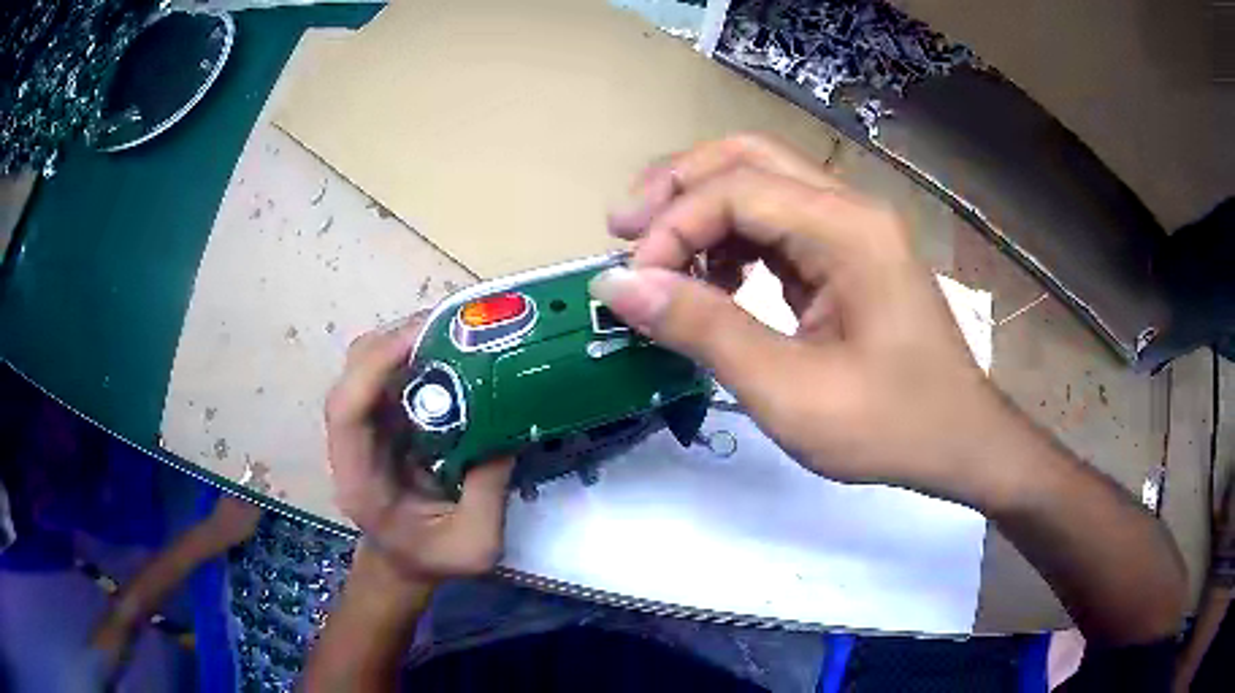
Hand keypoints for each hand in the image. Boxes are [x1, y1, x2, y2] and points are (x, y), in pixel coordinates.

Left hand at [325, 317, 514, 583]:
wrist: (404, 563)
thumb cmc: (432, 560)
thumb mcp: (475, 544)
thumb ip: (489, 492)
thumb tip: (510, 428)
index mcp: (359, 480)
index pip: (346, 411)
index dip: (373, 368)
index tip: (419, 340)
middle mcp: (353, 443)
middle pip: (353, 373)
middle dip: (396, 340)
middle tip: (453, 326)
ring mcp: (367, 426)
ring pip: (371, 364)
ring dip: (409, 340)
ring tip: (458, 332)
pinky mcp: (385, 419)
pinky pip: (393, 373)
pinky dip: (420, 354)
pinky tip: (454, 351)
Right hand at [594, 134, 1013, 504]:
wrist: (960, 442)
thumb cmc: (889, 425)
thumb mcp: (789, 392)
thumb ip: (704, 331)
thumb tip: (621, 286)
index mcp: (847, 231)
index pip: (737, 190)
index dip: (672, 227)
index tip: (631, 283)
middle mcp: (850, 210)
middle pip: (748, 158)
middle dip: (678, 186)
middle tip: (624, 228)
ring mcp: (853, 229)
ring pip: (762, 183)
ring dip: (702, 209)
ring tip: (659, 257)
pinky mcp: (850, 255)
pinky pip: (779, 224)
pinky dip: (733, 241)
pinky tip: (714, 280)